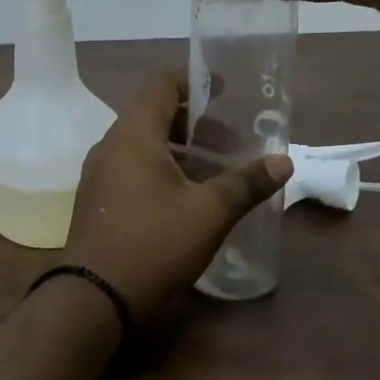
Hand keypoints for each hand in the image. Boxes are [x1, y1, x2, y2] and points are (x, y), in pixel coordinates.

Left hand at [61, 73, 290, 320]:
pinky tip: (186, 196)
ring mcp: (98, 176)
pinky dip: (160, 170)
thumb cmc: (154, 244)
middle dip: (193, 123)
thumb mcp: (209, 212)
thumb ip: (246, 183)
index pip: (159, 85)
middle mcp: (109, 147)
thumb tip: (284, 161)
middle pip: (151, 116)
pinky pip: (131, 170)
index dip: (193, 81)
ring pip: (142, 146)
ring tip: (215, 170)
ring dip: (178, 150)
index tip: (224, 90)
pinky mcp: (98, 202)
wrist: (95, 298)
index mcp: (131, 135)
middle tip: (230, 141)